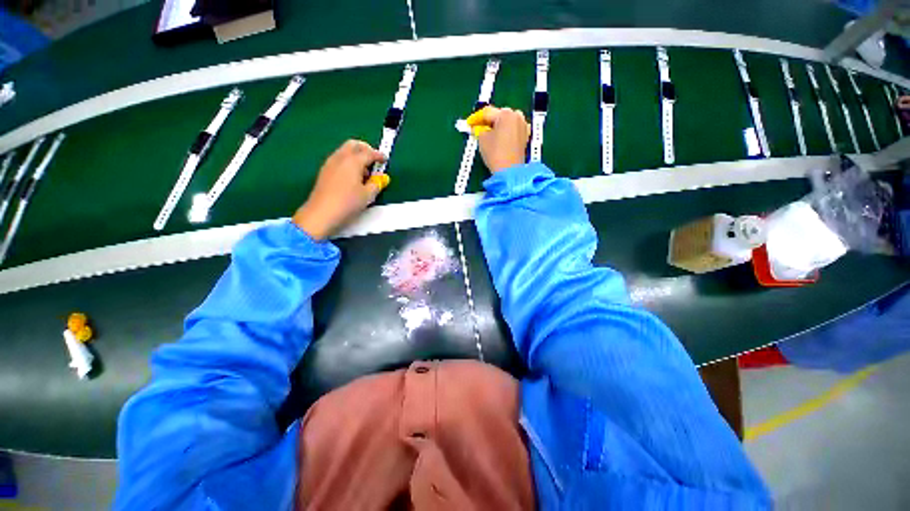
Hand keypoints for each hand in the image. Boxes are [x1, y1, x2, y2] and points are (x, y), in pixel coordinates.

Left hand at [293, 140, 388, 239]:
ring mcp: (330, 163)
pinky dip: (348, 163)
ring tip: (364, 172)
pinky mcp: (324, 172)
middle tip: (374, 159)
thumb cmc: (348, 203)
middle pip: (353, 145)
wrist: (322, 213)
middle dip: (365, 149)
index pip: (368, 153)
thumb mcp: (368, 195)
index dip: (379, 155)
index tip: (385, 160)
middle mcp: (340, 158)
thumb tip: (381, 177)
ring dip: (356, 156)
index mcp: (353, 161)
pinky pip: (339, 160)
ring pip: (345, 151)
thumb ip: (377, 183)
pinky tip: (352, 177)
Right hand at [470, 106, 530, 172]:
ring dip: (498, 126)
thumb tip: (479, 128)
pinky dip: (506, 132)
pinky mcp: (525, 136)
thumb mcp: (482, 139)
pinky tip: (500, 140)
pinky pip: (513, 130)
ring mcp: (523, 126)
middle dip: (489, 122)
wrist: (509, 171)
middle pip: (499, 115)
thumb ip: (479, 129)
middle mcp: (517, 116)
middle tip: (479, 129)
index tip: (470, 123)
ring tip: (490, 136)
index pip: (487, 113)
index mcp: (506, 114)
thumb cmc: (496, 154)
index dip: (476, 119)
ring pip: (507, 122)